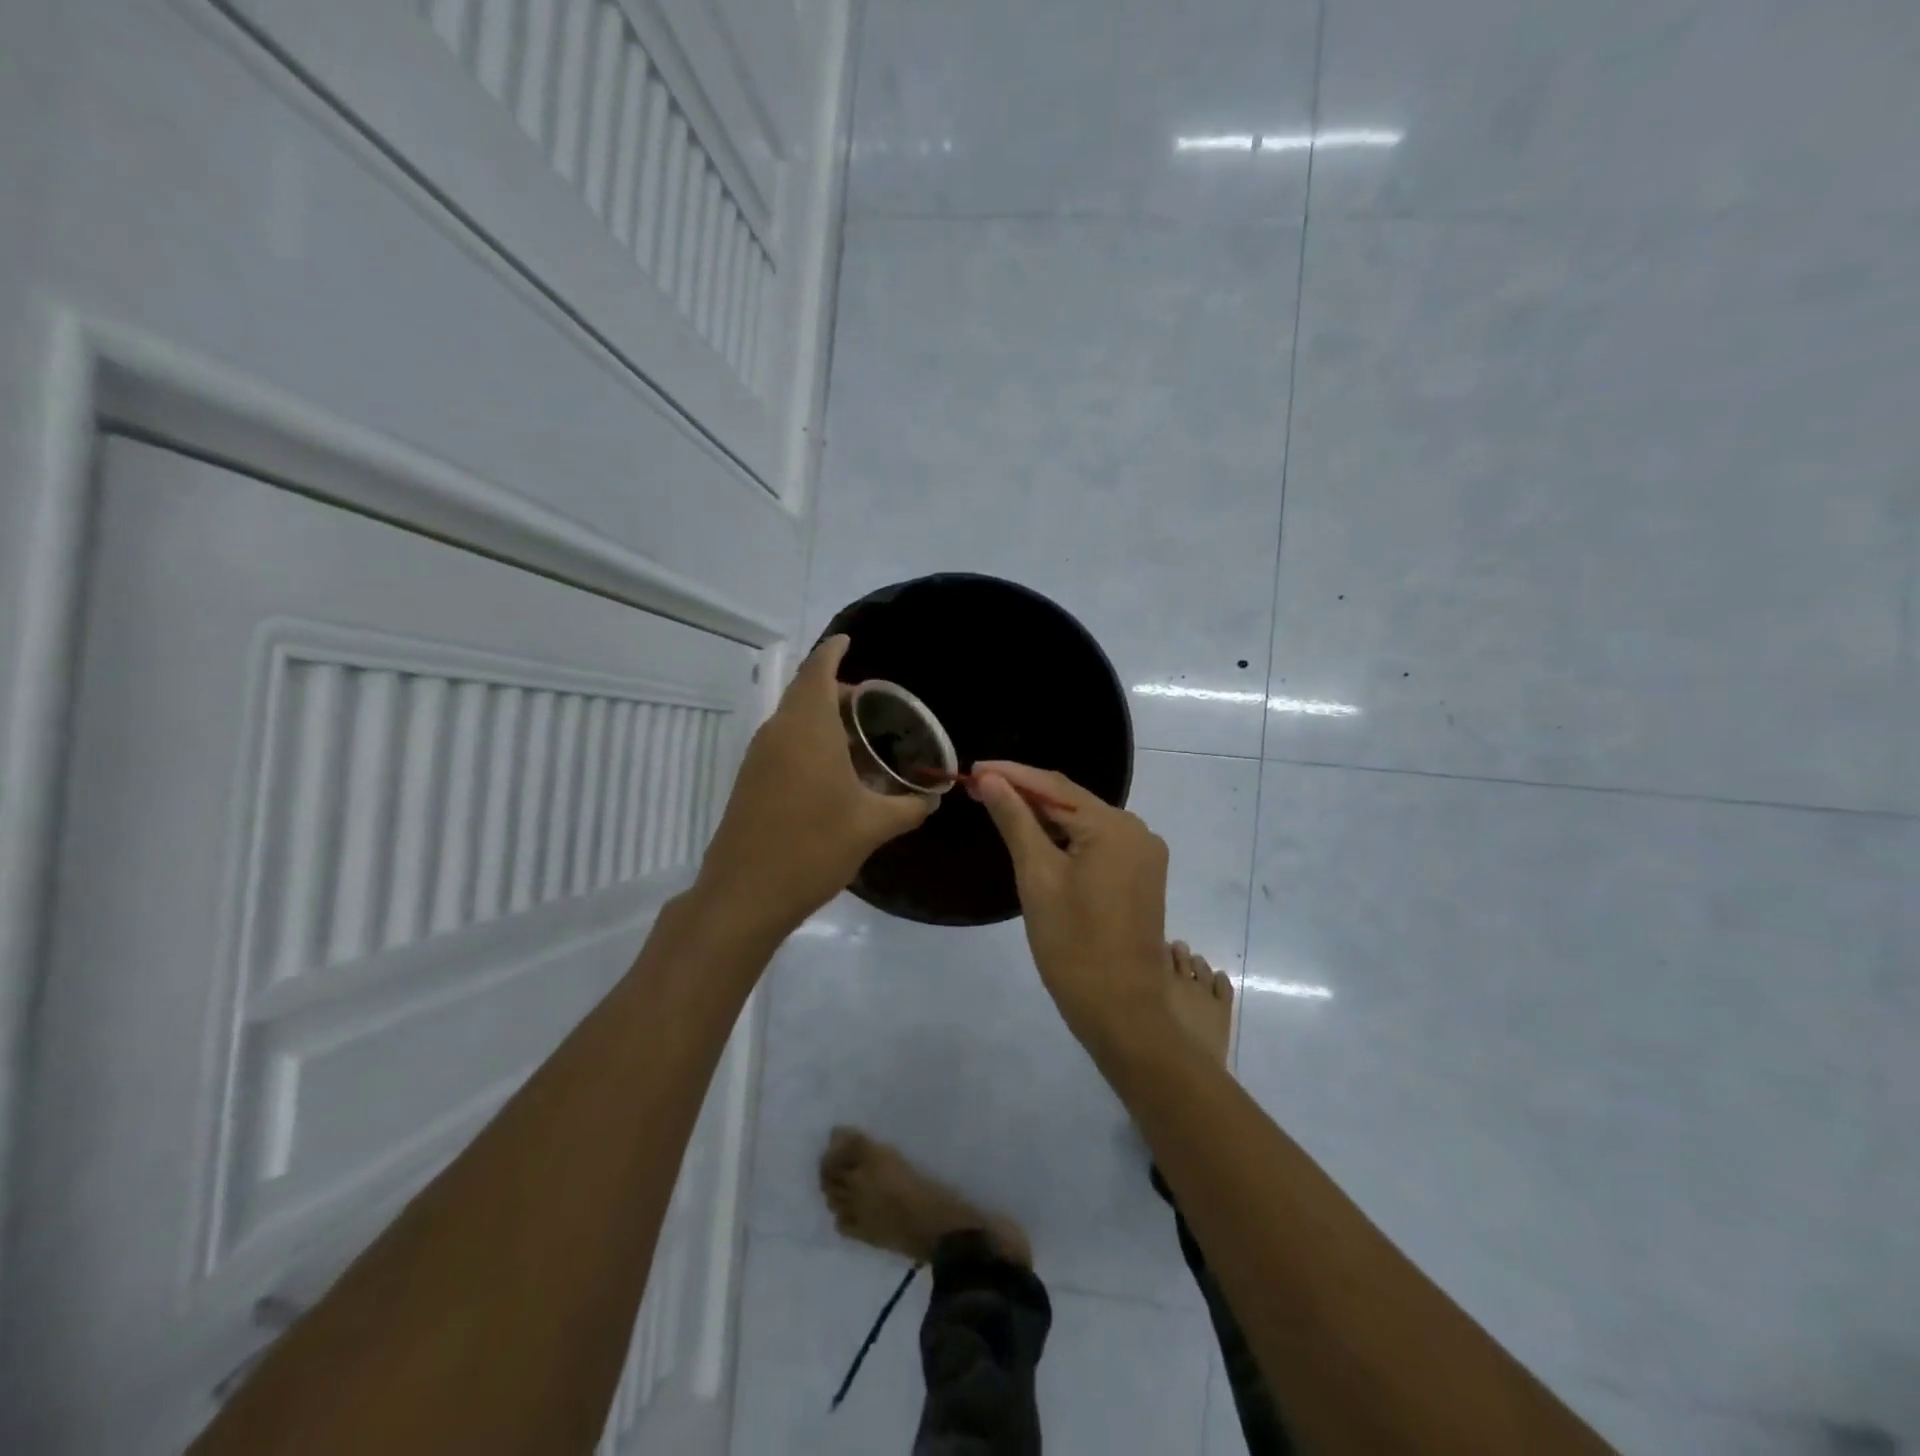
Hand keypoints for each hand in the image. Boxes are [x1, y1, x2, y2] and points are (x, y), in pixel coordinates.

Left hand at [696, 636, 932, 934]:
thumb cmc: (813, 848)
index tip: (850, 640)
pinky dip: (810, 739)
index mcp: (807, 727)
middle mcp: (779, 731)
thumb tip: (932, 799)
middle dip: (837, 688)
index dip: (834, 650)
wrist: (745, 894)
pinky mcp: (751, 779)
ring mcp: (760, 756)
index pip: (818, 670)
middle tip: (874, 703)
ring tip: (861, 736)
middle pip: (806, 691)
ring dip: (823, 716)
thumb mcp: (872, 826)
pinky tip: (836, 771)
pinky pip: (785, 742)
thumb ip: (908, 807)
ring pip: (794, 718)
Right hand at [970, 761, 1173, 1057]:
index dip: (1012, 774)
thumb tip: (992, 779)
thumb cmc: (1073, 945)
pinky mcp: (1140, 875)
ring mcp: (1142, 854)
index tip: (973, 769)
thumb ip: (1016, 821)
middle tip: (979, 788)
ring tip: (1000, 807)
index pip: (1054, 787)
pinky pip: (1097, 843)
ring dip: (1044, 816)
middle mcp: (1136, 830)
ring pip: (1084, 823)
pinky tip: (1036, 837)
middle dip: (1026, 793)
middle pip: (1071, 802)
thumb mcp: (1037, 878)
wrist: (1123, 1011)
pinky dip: (1065, 838)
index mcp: (1114, 827)